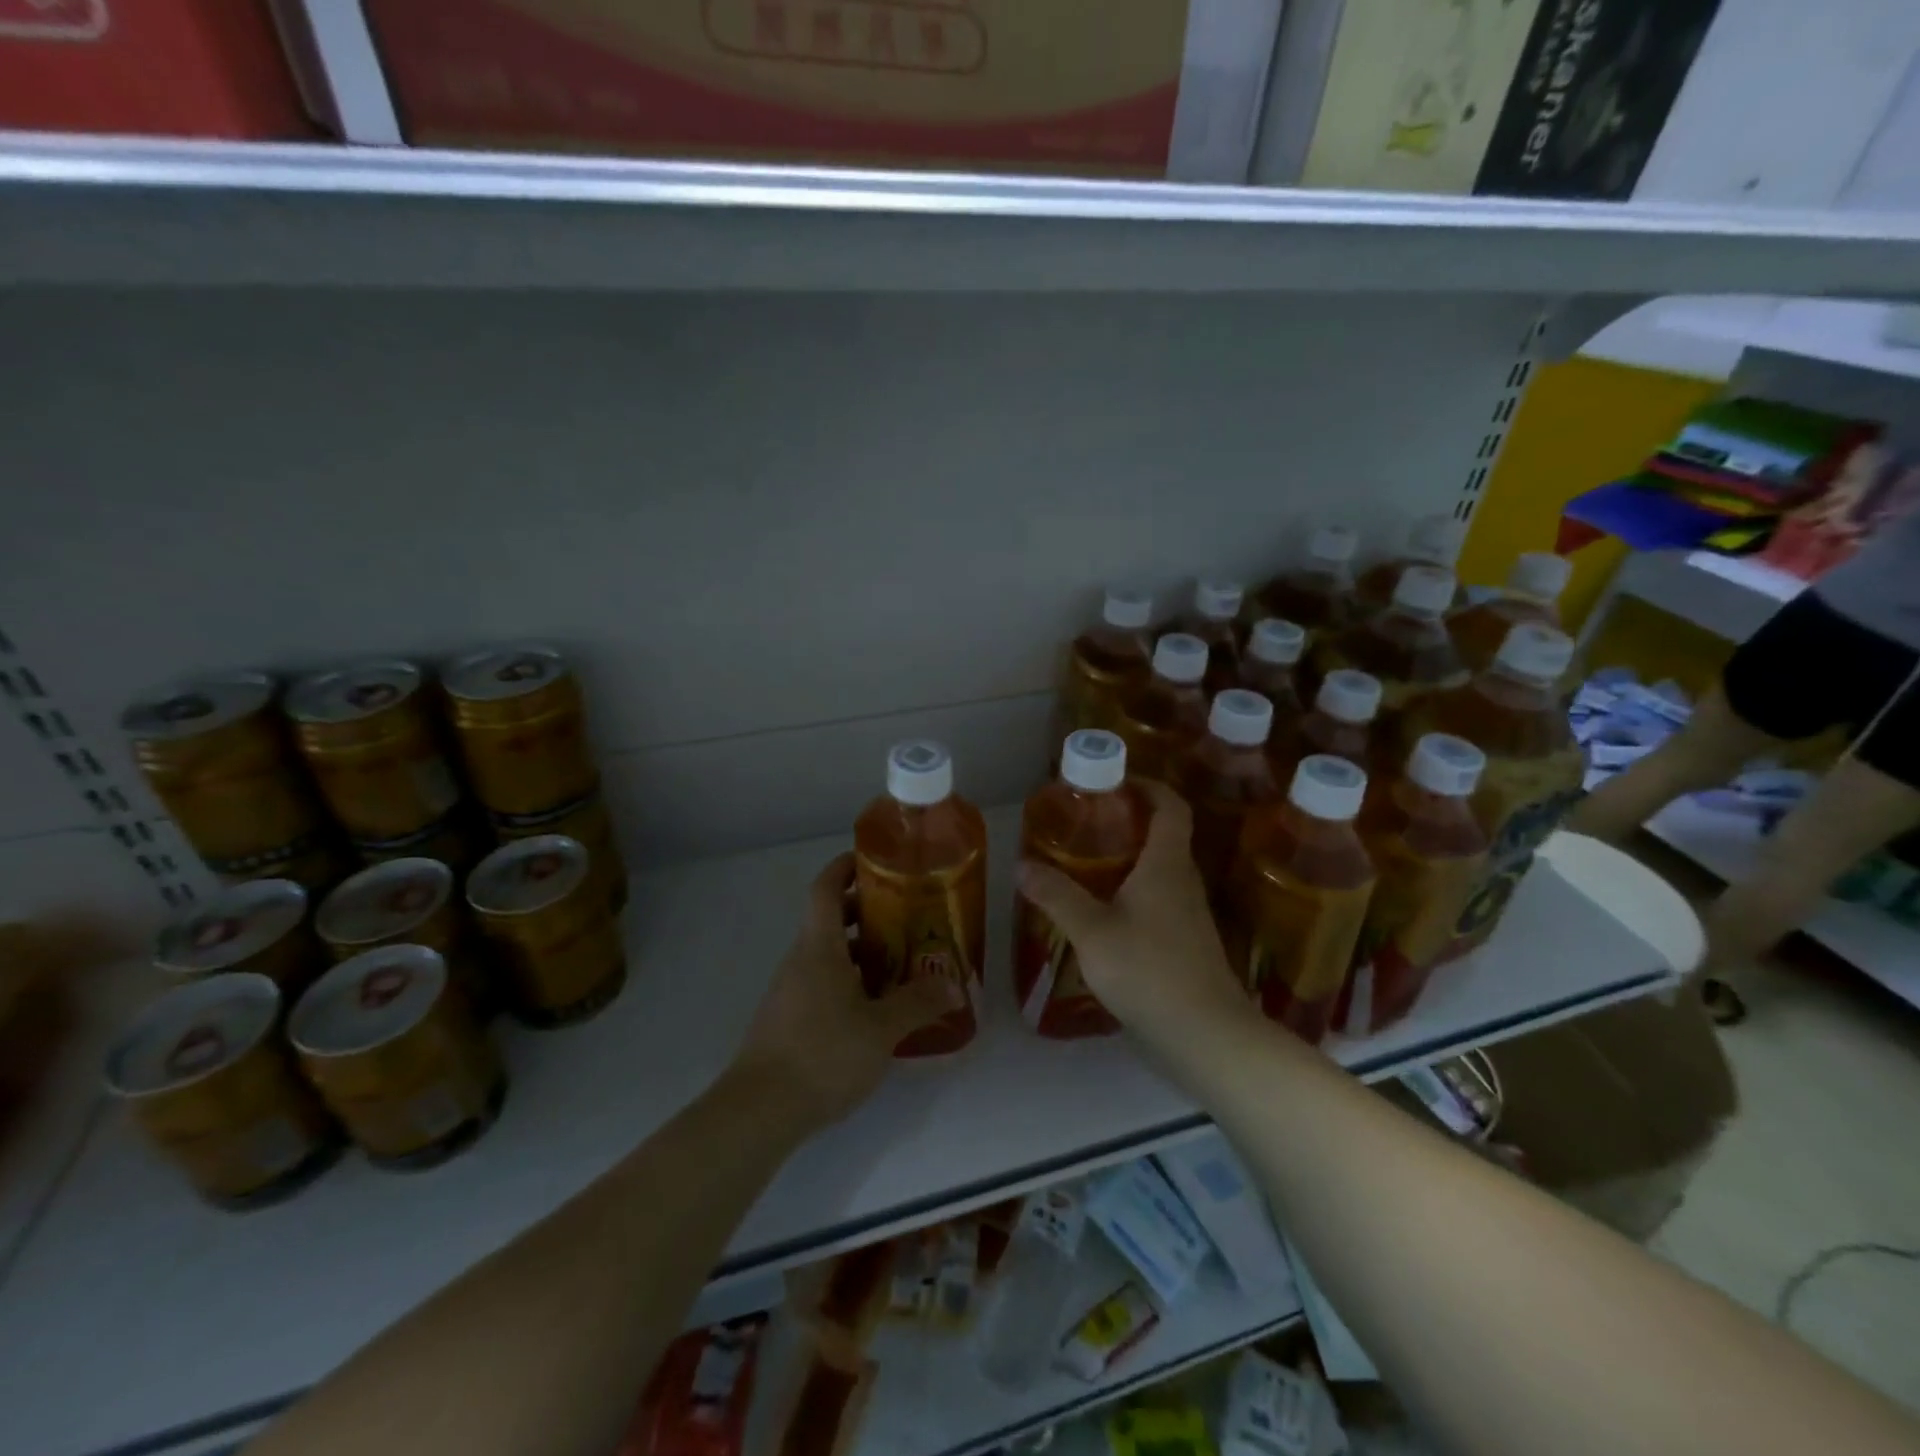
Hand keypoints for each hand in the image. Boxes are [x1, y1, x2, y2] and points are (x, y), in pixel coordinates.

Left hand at [729, 853, 959, 1129]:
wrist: (759, 1111)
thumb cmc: (823, 1054)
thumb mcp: (881, 1029)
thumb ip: (919, 1003)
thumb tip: (955, 986)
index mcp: (819, 947)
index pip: (825, 888)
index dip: (845, 867)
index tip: (873, 860)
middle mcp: (800, 960)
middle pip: (829, 919)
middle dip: (865, 912)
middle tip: (906, 916)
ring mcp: (790, 990)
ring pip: (827, 954)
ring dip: (861, 951)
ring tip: (901, 963)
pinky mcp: (788, 1019)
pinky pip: (822, 982)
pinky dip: (849, 980)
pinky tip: (875, 1008)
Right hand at [1015, 781, 1250, 1037]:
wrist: (1205, 1035)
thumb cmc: (1149, 970)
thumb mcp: (1092, 931)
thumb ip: (1057, 896)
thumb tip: (1021, 865)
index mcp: (1166, 865)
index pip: (1170, 807)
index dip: (1149, 786)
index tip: (1117, 780)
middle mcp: (1183, 882)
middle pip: (1165, 836)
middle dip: (1130, 822)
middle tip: (1088, 824)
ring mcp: (1189, 915)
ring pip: (1161, 871)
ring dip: (1130, 860)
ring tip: (1087, 865)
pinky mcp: (1186, 944)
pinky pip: (1160, 902)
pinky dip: (1134, 893)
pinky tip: (1104, 914)